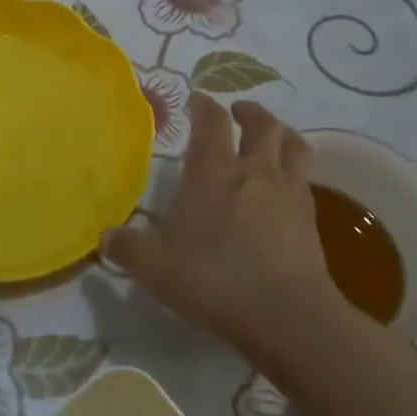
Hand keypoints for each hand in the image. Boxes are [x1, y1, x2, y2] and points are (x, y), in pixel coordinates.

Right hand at [103, 96, 341, 353]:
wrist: (287, 315)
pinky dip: (296, 172)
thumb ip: (129, 249)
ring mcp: (288, 192)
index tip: (198, 100)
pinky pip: (305, 179)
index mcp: (213, 173)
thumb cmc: (215, 280)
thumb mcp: (156, 269)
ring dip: (282, 133)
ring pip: (293, 145)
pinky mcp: (311, 218)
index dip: (204, 106)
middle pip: (262, 124)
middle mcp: (254, 171)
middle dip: (249, 112)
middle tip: (238, 112)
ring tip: (272, 137)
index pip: (211, 122)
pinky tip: (286, 187)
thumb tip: (105, 237)